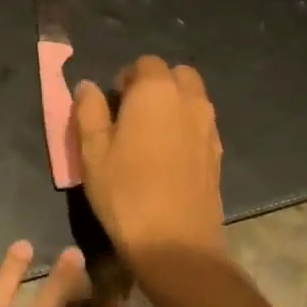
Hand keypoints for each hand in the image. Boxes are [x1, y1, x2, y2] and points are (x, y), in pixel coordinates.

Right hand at [71, 56, 225, 267]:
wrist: (176, 243)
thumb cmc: (125, 192)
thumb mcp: (92, 151)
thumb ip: (89, 111)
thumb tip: (88, 87)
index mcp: (156, 91)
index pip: (144, 63)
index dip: (126, 78)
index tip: (112, 103)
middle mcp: (189, 100)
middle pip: (176, 75)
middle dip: (155, 85)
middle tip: (131, 114)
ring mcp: (209, 126)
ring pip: (193, 98)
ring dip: (173, 104)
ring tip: (149, 136)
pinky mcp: (218, 153)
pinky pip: (201, 124)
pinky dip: (185, 127)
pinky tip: (167, 157)